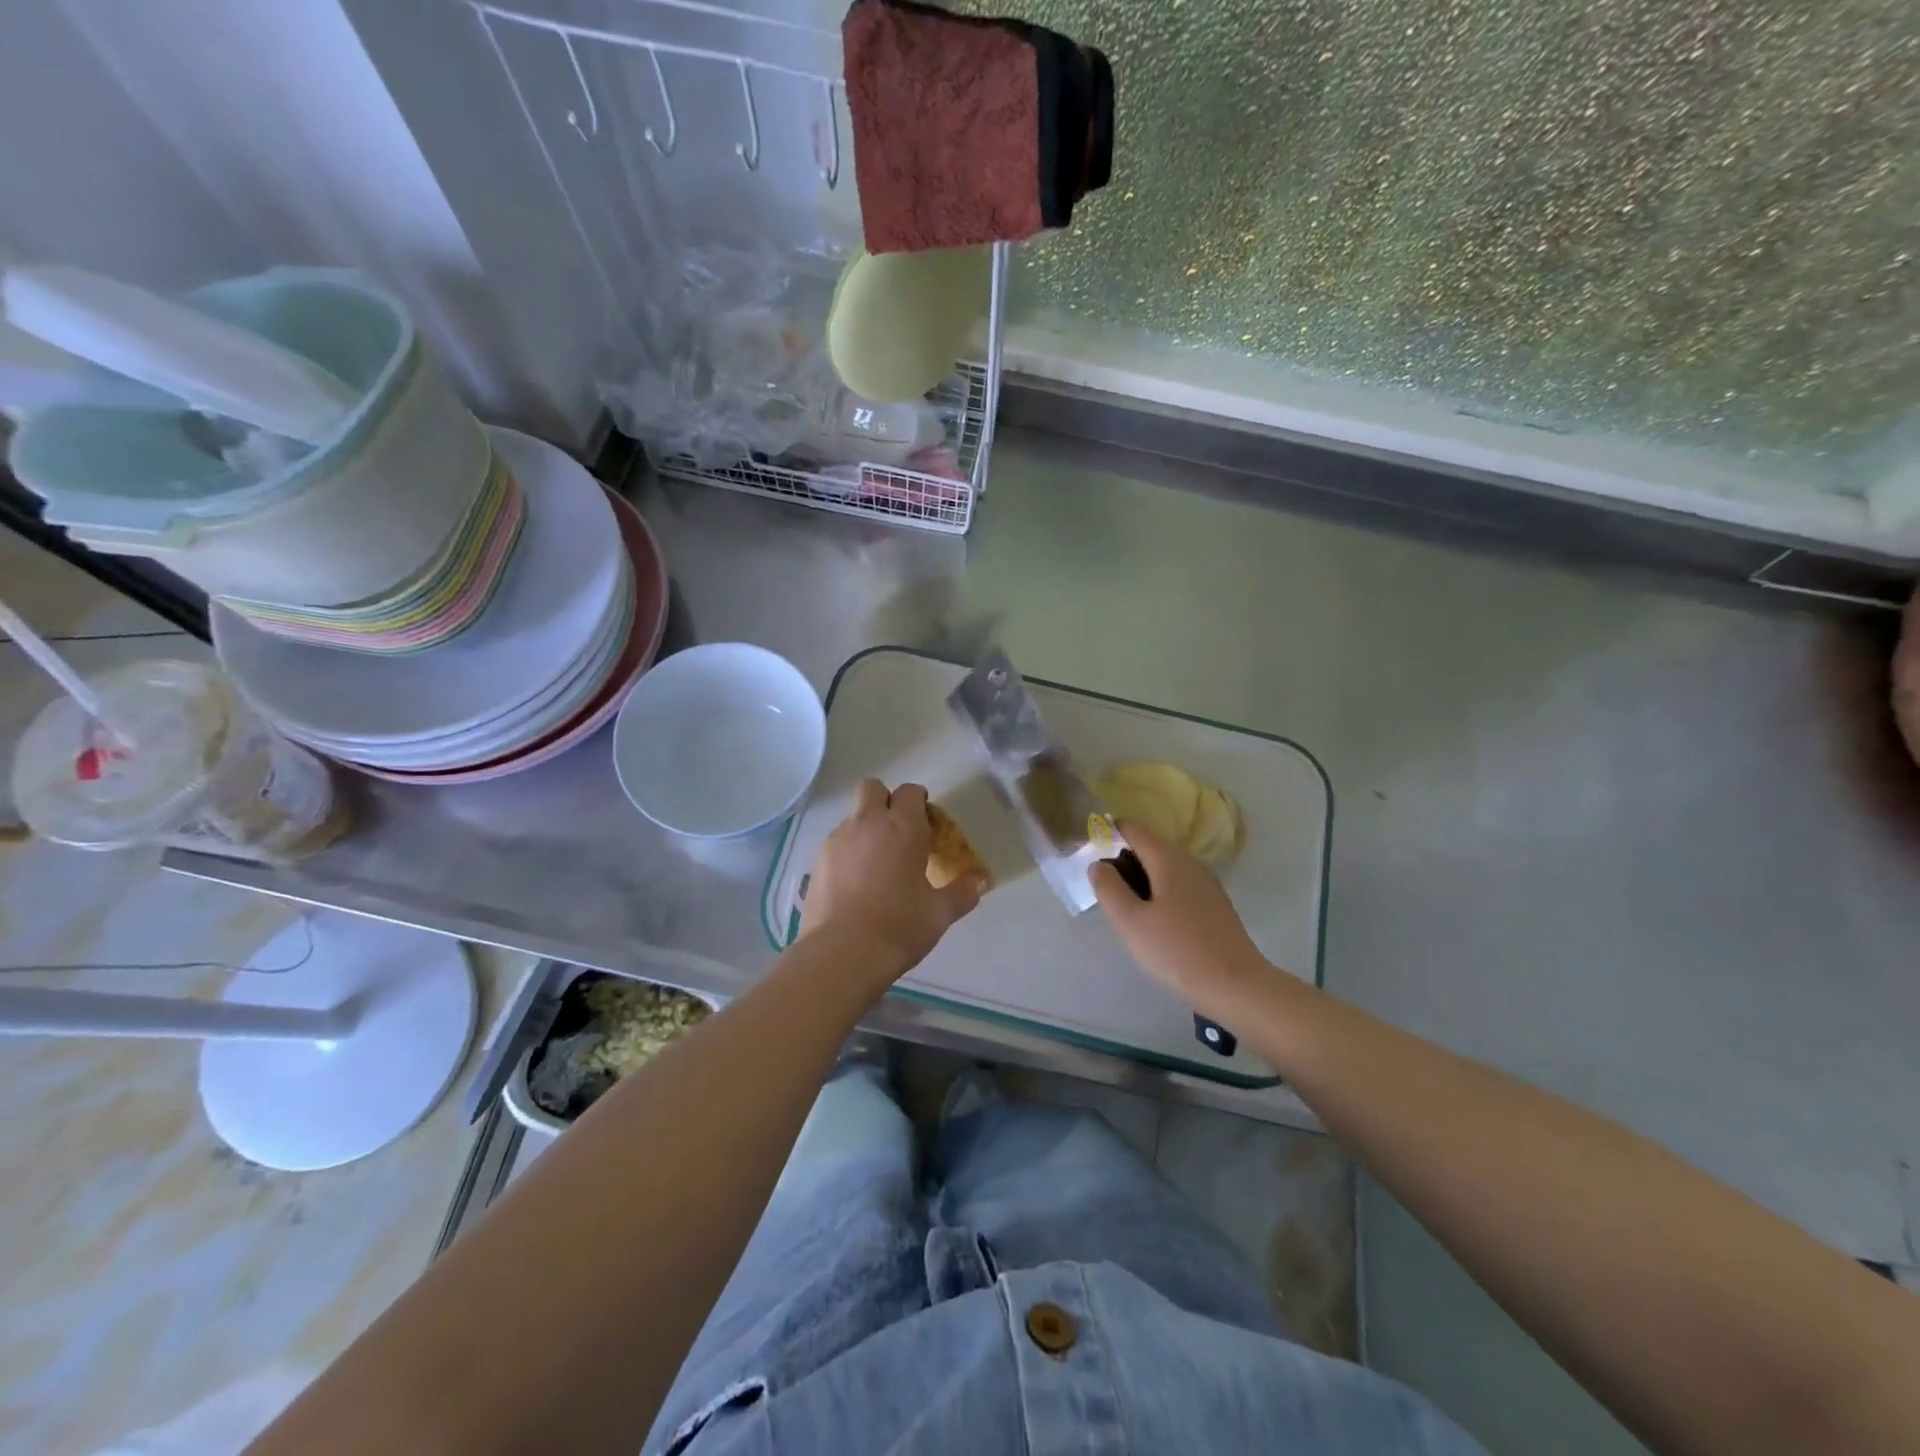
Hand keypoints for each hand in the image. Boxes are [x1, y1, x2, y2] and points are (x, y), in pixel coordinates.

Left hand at [802, 781, 985, 982]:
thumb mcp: (940, 913)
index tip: (927, 823)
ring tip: (877, 864)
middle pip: (872, 788)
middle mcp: (868, 823)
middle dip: (885, 800)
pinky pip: (837, 843)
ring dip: (866, 828)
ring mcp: (838, 840)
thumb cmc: (900, 926)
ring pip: (853, 817)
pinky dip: (848, 852)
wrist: (842, 952)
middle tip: (899, 832)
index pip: (910, 792)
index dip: (919, 801)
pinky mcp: (817, 861)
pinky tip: (855, 884)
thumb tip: (981, 882)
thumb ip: (962, 892)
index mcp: (903, 827)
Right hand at [1090, 821, 1270, 1012]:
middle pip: (1147, 847)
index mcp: (1167, 858)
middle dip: (1122, 863)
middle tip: (1106, 897)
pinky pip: (1178, 885)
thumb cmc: (1177, 951)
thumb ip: (1108, 888)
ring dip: (1140, 882)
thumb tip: (1098, 864)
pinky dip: (1159, 894)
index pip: (1131, 828)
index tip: (1090, 861)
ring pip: (1163, 868)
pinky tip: (1154, 925)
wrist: (1236, 986)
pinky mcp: (1214, 903)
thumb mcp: (1130, 922)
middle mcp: (1189, 861)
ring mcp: (1205, 882)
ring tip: (1127, 914)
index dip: (1106, 836)